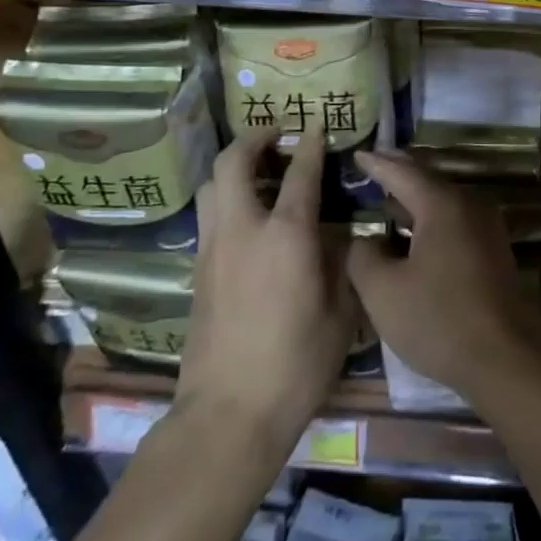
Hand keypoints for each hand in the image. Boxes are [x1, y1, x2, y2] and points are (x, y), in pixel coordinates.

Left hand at [177, 128, 354, 453]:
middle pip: (233, 162)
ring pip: (212, 186)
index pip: (300, 172)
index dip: (310, 144)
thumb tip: (340, 236)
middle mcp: (243, 229)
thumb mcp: (341, 311)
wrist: (229, 414)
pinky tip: (248, 218)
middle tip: (275, 135)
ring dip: (233, 167)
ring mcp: (213, 250)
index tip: (317, 126)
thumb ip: (342, 264)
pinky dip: (227, 199)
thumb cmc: (297, 363)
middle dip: (253, 138)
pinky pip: (209, 217)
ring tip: (259, 171)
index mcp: (286, 235)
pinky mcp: (198, 273)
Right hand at [348, 151, 540, 403]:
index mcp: (442, 204)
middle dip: (399, 173)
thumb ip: (363, 256)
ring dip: (415, 197)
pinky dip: (431, 217)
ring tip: (388, 198)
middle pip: (427, 180)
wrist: (504, 358)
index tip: (357, 153)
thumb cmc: (437, 320)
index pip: (402, 172)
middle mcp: (469, 204)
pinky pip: (455, 219)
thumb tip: (364, 240)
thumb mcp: (383, 291)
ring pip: (443, 200)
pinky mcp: (493, 249)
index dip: (376, 163)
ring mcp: (486, 226)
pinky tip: (414, 232)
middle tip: (373, 165)